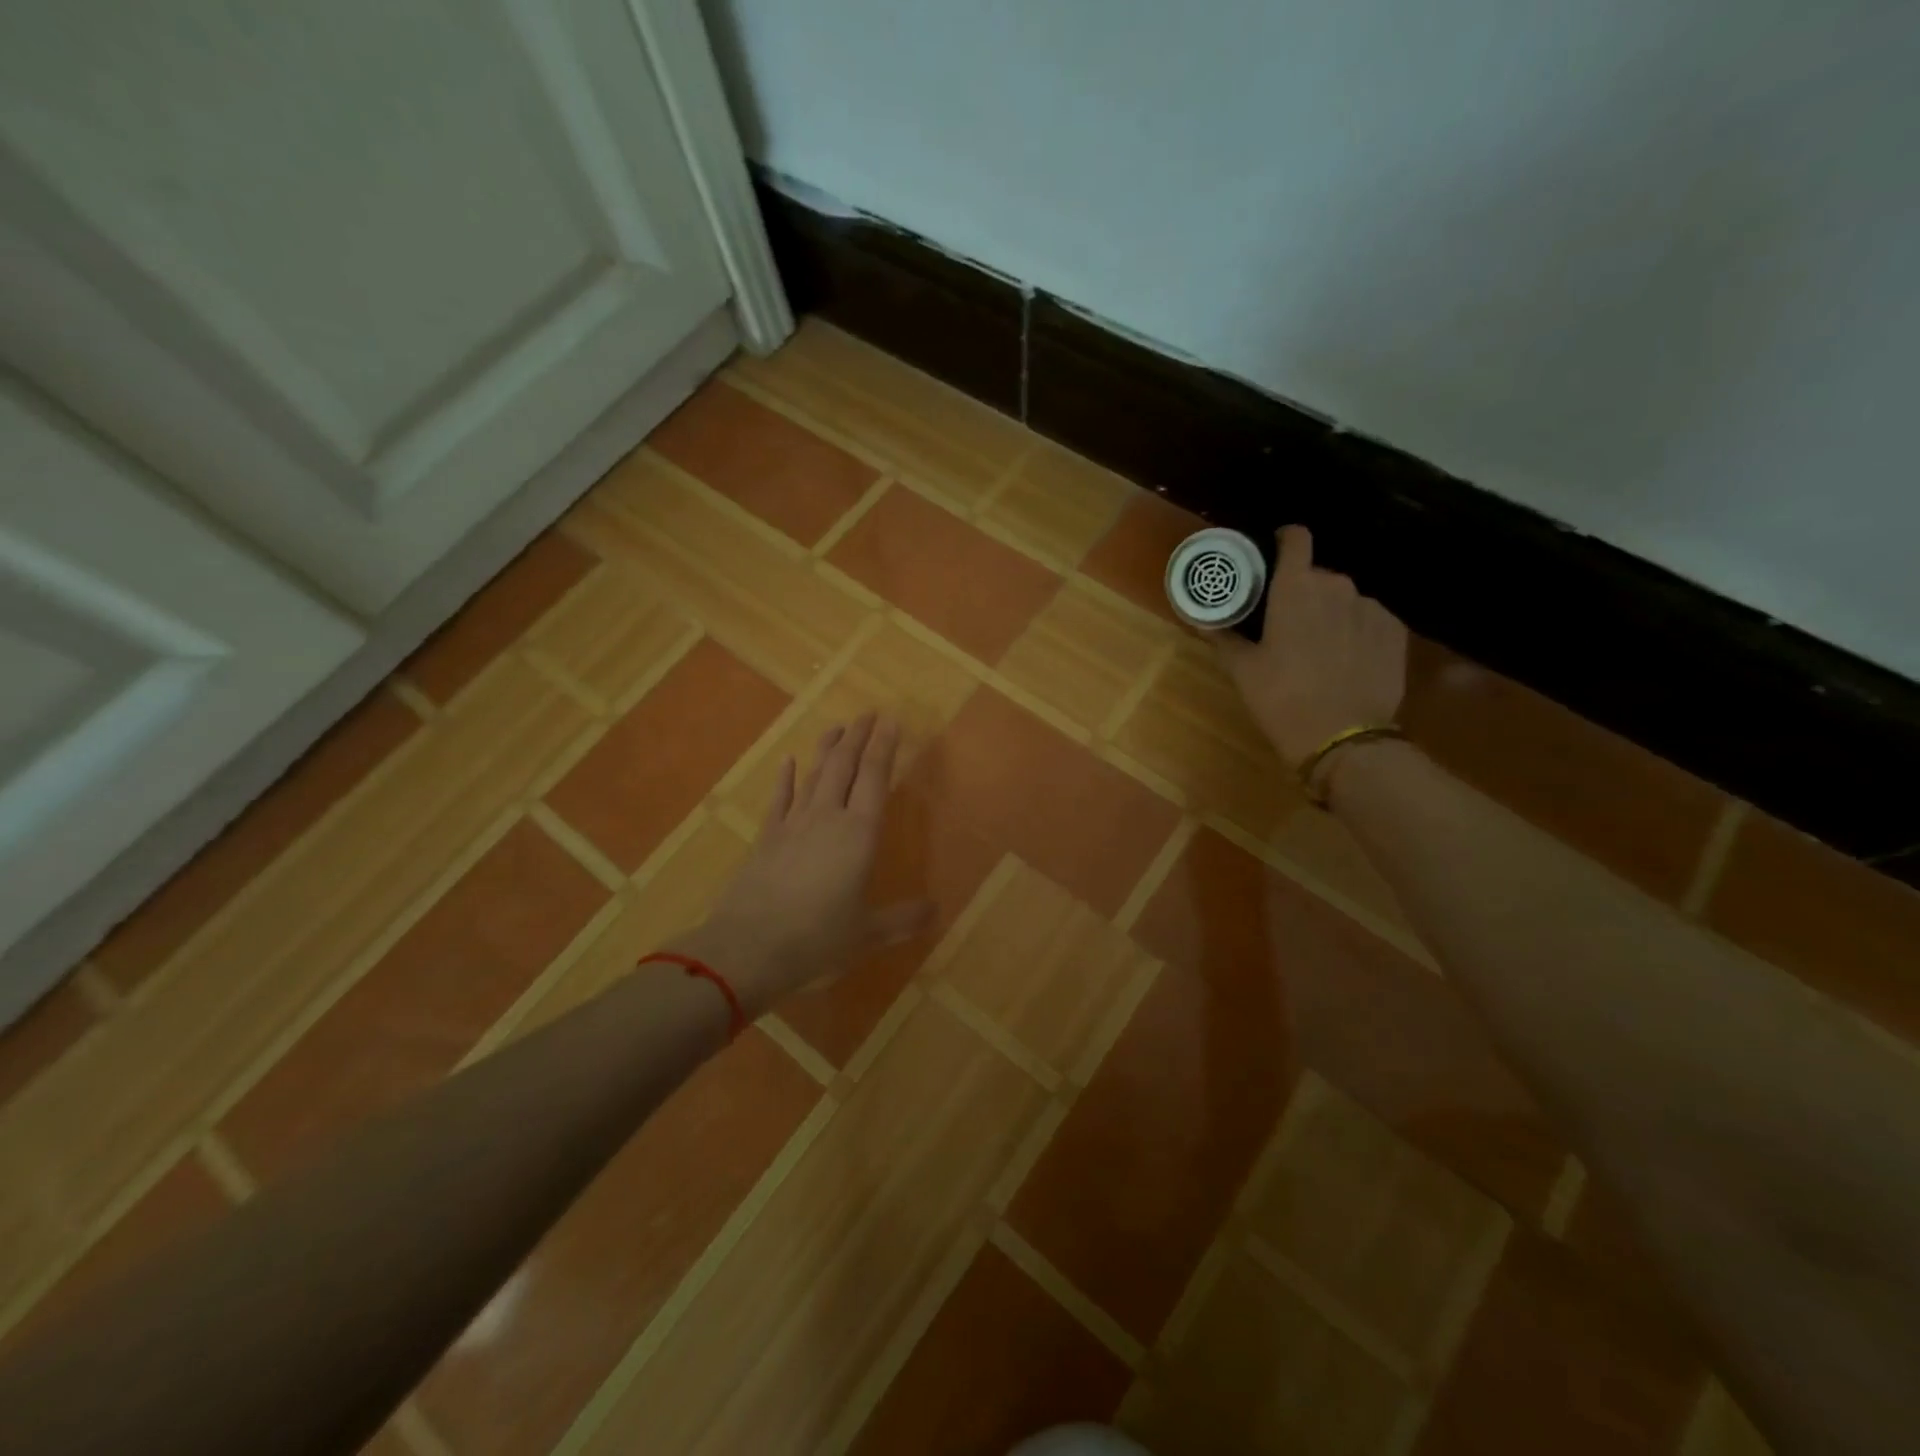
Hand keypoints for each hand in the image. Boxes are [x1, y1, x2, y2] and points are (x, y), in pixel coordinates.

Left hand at [684, 712, 931, 1016]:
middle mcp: (827, 818)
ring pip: (814, 775)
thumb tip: (936, 910)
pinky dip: (786, 777)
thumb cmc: (816, 939)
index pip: (875, 777)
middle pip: (844, 766)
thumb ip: (903, 919)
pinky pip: (780, 798)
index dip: (884, 747)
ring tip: (837, 726)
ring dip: (826, 748)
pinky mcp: (767, 838)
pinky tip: (789, 761)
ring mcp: (793, 824)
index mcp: (859, 834)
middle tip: (867, 713)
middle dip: (858, 737)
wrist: (748, 948)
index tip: (891, 721)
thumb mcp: (868, 934)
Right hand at [1217, 525, 1408, 769]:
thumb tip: (1202, 620)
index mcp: (1296, 588)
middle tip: (1287, 623)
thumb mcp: (1243, 671)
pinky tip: (1346, 661)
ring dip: (1331, 613)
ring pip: (1345, 599)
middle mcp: (1337, 586)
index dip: (1286, 539)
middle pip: (1318, 575)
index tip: (1275, 553)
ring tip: (1320, 648)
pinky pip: (1369, 619)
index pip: (1296, 538)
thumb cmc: (1282, 698)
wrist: (1343, 737)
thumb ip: (1223, 638)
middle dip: (1303, 592)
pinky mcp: (1395, 631)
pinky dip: (1356, 631)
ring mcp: (1371, 607)